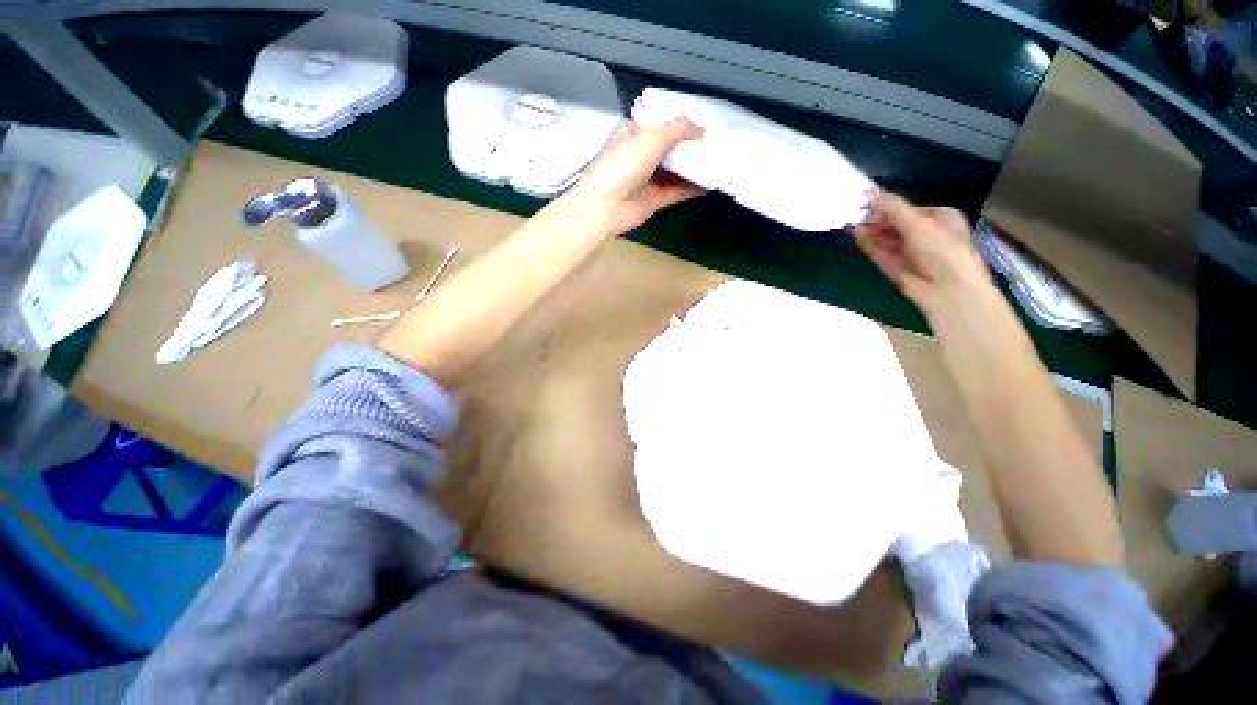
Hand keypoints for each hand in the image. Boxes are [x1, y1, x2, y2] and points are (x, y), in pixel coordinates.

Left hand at [563, 118, 706, 237]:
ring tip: (718, 163)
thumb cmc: (625, 164)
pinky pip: (676, 191)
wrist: (608, 205)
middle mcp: (640, 156)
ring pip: (675, 171)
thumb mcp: (653, 137)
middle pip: (670, 149)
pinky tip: (710, 184)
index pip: (659, 125)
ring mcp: (647, 179)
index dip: (680, 125)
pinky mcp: (653, 200)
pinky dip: (692, 188)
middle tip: (716, 144)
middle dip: (690, 148)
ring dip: (694, 168)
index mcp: (633, 134)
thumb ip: (679, 129)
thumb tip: (701, 130)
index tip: (703, 124)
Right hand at [853, 192, 991, 314]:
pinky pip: (881, 252)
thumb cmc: (941, 250)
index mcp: (940, 217)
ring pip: (886, 238)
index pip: (908, 208)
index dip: (886, 205)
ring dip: (869, 231)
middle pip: (895, 223)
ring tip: (849, 223)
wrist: (947, 290)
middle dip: (875, 218)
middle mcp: (926, 233)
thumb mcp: (917, 223)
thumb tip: (867, 193)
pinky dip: (869, 244)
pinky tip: (856, 235)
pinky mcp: (897, 267)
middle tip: (853, 213)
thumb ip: (892, 207)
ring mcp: (910, 252)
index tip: (865, 201)